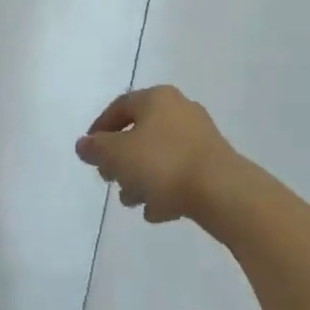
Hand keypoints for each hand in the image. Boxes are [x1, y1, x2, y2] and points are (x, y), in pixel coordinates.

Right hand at [76, 86, 235, 223]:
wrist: (224, 193)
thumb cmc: (164, 164)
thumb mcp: (118, 155)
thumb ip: (96, 149)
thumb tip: (84, 145)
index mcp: (157, 98)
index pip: (120, 106)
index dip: (100, 129)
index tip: (89, 152)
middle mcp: (180, 110)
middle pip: (140, 132)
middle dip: (121, 158)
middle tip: (109, 178)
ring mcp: (201, 137)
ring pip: (160, 155)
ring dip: (141, 177)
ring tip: (130, 201)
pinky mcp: (215, 164)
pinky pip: (180, 172)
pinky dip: (164, 188)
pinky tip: (155, 211)